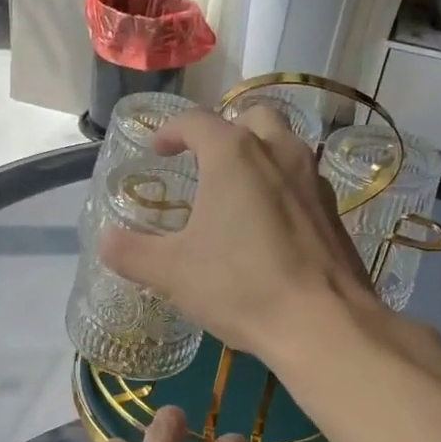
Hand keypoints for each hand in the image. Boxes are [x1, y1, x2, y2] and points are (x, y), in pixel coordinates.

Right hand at [98, 105, 377, 359]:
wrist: (322, 324)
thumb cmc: (240, 286)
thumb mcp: (172, 273)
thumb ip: (132, 252)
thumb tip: (106, 241)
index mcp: (234, 155)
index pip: (196, 121)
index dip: (171, 130)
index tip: (159, 149)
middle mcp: (278, 153)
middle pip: (252, 117)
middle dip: (226, 129)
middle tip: (205, 159)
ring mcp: (313, 180)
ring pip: (285, 146)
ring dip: (259, 154)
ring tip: (238, 190)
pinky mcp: (334, 212)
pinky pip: (303, 181)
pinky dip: (282, 187)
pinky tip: (270, 225)